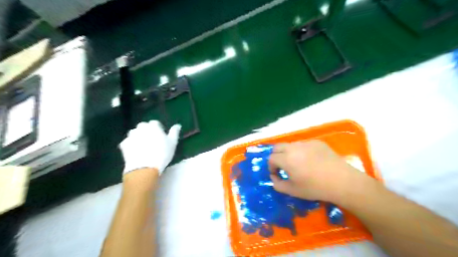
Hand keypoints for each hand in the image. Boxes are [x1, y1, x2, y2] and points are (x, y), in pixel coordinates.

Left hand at [120, 121, 180, 173]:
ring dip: (138, 136)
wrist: (145, 167)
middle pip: (143, 126)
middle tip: (152, 140)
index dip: (158, 129)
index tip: (161, 136)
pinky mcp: (124, 144)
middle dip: (146, 131)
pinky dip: (131, 144)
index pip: (155, 123)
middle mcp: (141, 128)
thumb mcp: (173, 143)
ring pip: (134, 133)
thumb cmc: (162, 153)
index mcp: (153, 126)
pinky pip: (128, 141)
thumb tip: (177, 125)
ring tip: (143, 146)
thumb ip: (174, 132)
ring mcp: (131, 136)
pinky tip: (136, 151)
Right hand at [269, 140, 360, 203]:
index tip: (277, 175)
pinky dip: (302, 151)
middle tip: (283, 166)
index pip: (271, 158)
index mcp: (286, 159)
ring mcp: (306, 143)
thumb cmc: (315, 188)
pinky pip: (304, 145)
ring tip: (298, 164)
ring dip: (288, 153)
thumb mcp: (292, 191)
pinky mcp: (317, 142)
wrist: (342, 182)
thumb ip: (277, 184)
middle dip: (276, 156)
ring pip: (291, 145)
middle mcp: (294, 147)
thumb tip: (274, 177)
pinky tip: (311, 161)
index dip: (271, 167)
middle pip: (277, 147)